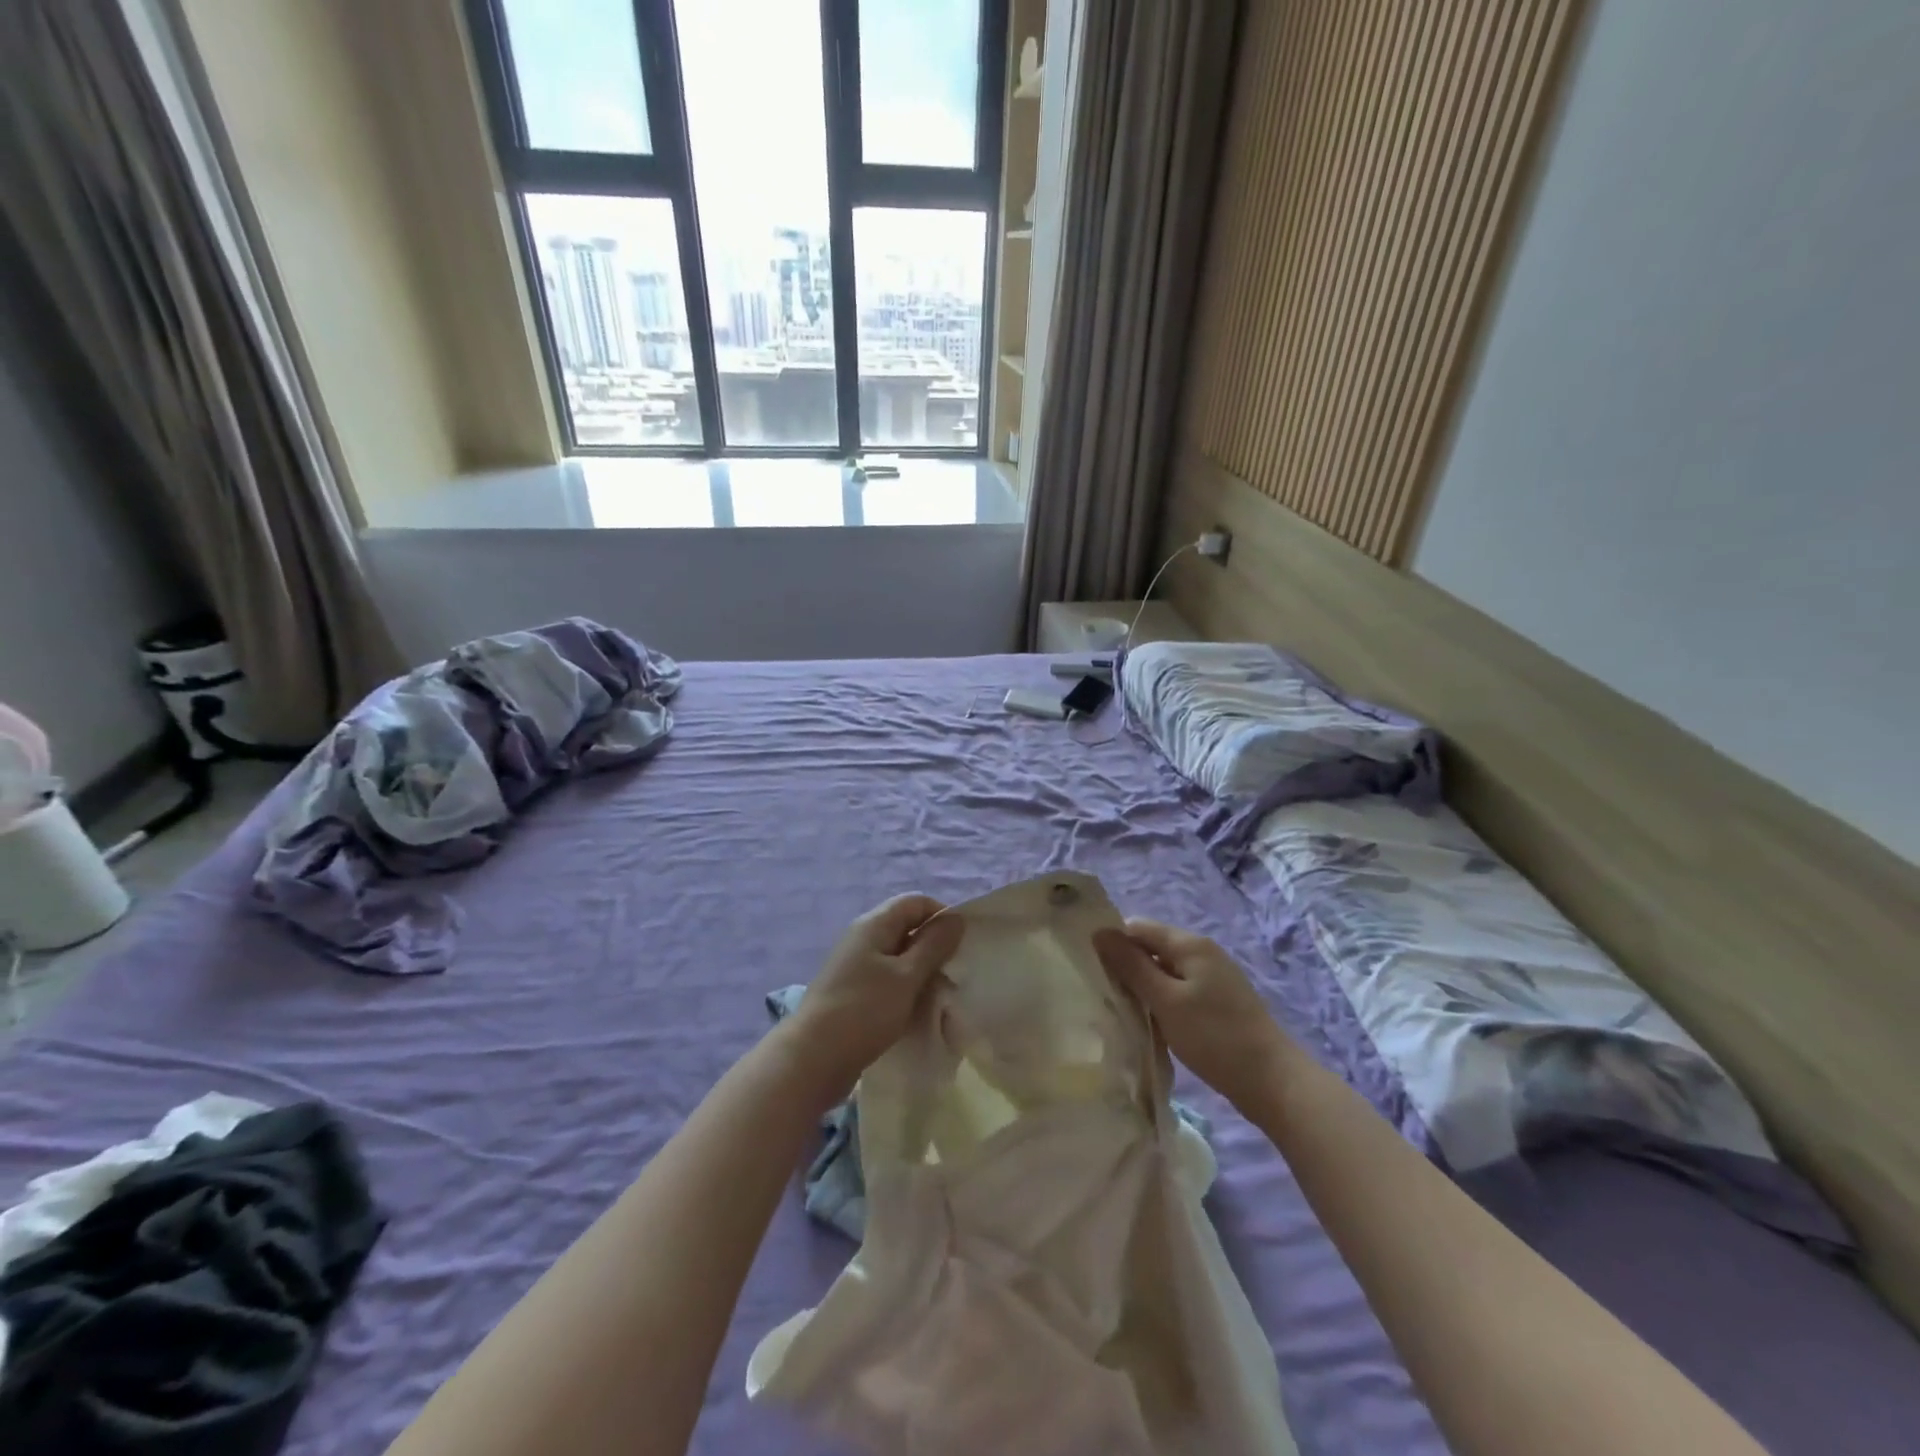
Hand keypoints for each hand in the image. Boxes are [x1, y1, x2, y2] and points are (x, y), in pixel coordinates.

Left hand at [781, 895, 964, 1104]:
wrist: (811, 1059)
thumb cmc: (863, 1011)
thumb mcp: (906, 976)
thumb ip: (933, 945)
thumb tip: (956, 917)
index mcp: (873, 924)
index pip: (916, 902)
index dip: (942, 916)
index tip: (962, 945)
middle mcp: (862, 938)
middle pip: (906, 927)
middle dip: (934, 946)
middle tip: (955, 972)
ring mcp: (854, 966)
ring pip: (898, 957)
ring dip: (920, 971)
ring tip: (940, 994)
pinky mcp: (852, 992)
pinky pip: (887, 979)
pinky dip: (905, 989)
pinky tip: (916, 1010)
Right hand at [1094, 919, 1297, 1115]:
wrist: (1272, 1082)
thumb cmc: (1214, 1037)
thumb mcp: (1166, 1000)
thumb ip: (1131, 965)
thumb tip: (1099, 932)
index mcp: (1190, 944)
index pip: (1138, 927)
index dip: (1113, 943)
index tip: (1092, 969)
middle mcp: (1203, 952)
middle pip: (1152, 947)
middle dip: (1128, 967)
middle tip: (1106, 995)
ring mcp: (1213, 976)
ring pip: (1165, 971)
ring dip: (1145, 988)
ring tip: (1125, 1012)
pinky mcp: (1218, 1001)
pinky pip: (1179, 990)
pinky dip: (1163, 1002)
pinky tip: (1154, 1024)